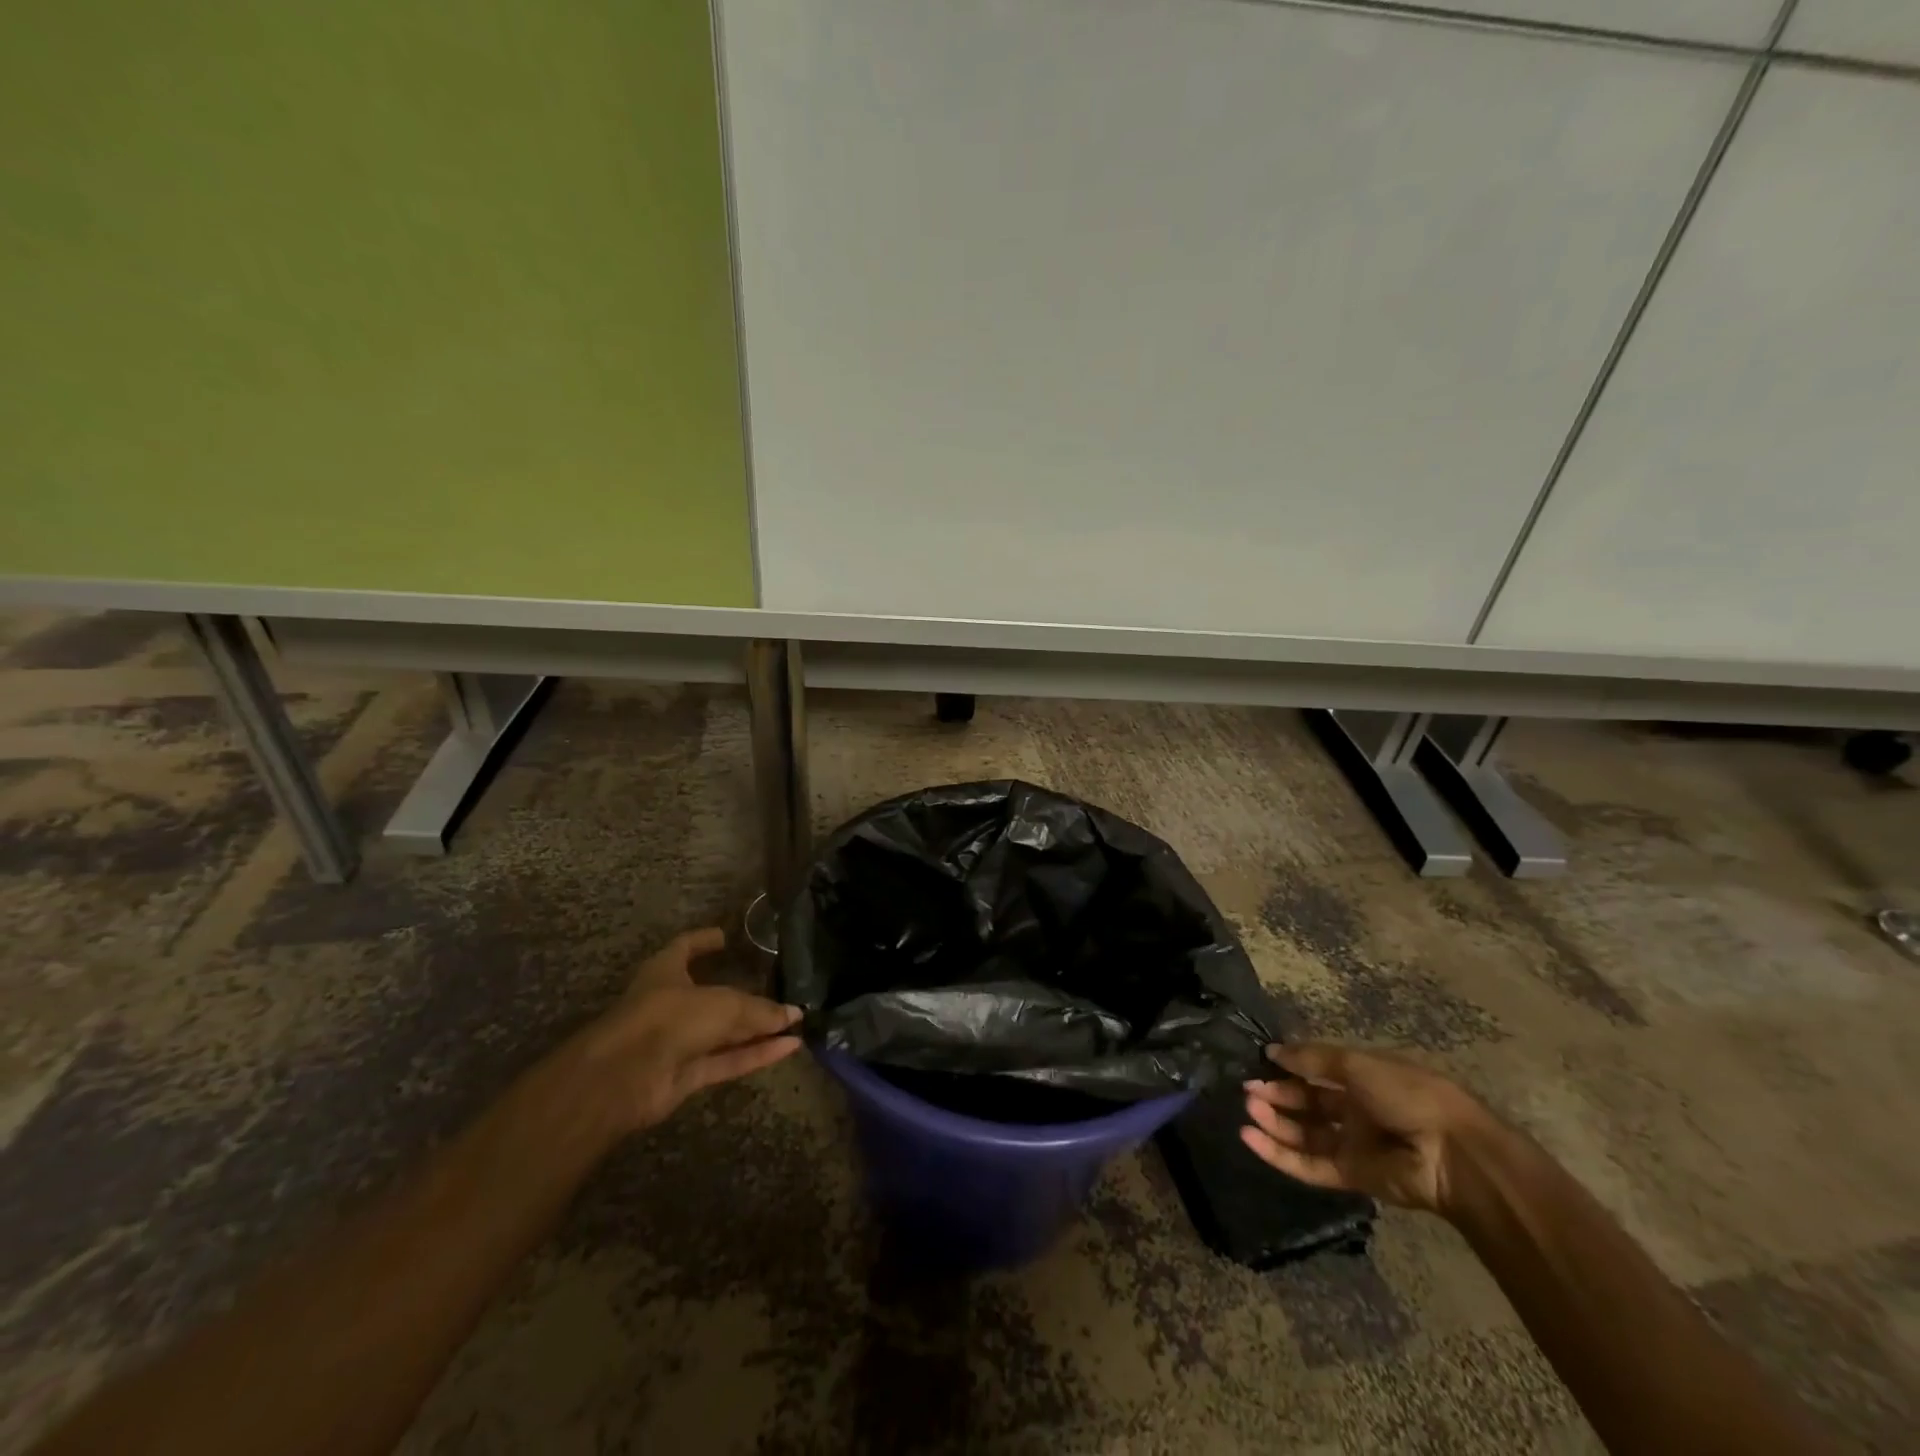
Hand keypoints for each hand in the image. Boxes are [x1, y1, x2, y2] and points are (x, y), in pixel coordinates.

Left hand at [573, 928, 803, 1132]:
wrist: (625, 1076)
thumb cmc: (668, 1016)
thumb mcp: (723, 1003)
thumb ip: (760, 1010)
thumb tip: (794, 1014)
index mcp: (666, 970)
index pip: (686, 947)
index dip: (704, 940)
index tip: (726, 937)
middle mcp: (671, 1003)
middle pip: (714, 996)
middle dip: (748, 996)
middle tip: (782, 990)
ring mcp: (678, 1040)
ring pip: (724, 1032)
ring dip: (758, 1029)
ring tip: (796, 1021)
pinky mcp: (687, 1074)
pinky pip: (728, 1060)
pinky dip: (756, 1054)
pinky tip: (789, 1047)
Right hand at [1242, 1043, 1486, 1215]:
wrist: (1452, 1152)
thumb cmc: (1408, 1094)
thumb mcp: (1357, 1064)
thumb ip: (1311, 1060)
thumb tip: (1271, 1051)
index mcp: (1363, 1078)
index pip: (1317, 1071)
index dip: (1289, 1067)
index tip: (1260, 1062)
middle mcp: (1356, 1110)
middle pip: (1307, 1103)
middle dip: (1277, 1094)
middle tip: (1248, 1089)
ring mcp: (1353, 1145)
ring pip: (1304, 1134)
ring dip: (1274, 1122)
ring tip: (1247, 1109)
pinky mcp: (1351, 1176)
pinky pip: (1309, 1164)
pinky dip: (1278, 1154)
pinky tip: (1251, 1138)